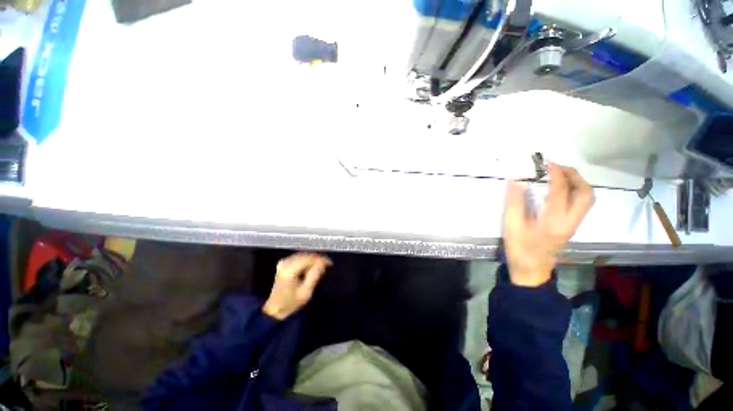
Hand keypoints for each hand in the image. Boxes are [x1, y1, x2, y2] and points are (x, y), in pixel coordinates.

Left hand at [262, 253, 331, 319]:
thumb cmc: (291, 303)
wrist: (275, 308)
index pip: (309, 259)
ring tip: (321, 266)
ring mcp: (283, 262)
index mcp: (290, 270)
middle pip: (306, 255)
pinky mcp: (283, 263)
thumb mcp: (306, 292)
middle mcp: (285, 263)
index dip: (321, 259)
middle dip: (318, 259)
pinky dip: (307, 260)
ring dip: (313, 259)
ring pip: (303, 255)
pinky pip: (299, 257)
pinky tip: (311, 267)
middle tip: (327, 264)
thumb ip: (315, 275)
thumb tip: (323, 262)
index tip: (330, 263)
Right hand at [502, 163, 593, 286]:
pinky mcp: (572, 226)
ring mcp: (574, 225)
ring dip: (578, 182)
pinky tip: (561, 188)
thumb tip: (515, 181)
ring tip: (560, 174)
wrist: (531, 270)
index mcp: (553, 222)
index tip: (547, 163)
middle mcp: (570, 222)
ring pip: (587, 199)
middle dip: (575, 176)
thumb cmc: (519, 249)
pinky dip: (576, 190)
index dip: (556, 174)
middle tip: (557, 167)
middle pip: (585, 194)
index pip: (560, 192)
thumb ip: (513, 203)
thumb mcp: (510, 226)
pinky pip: (581, 204)